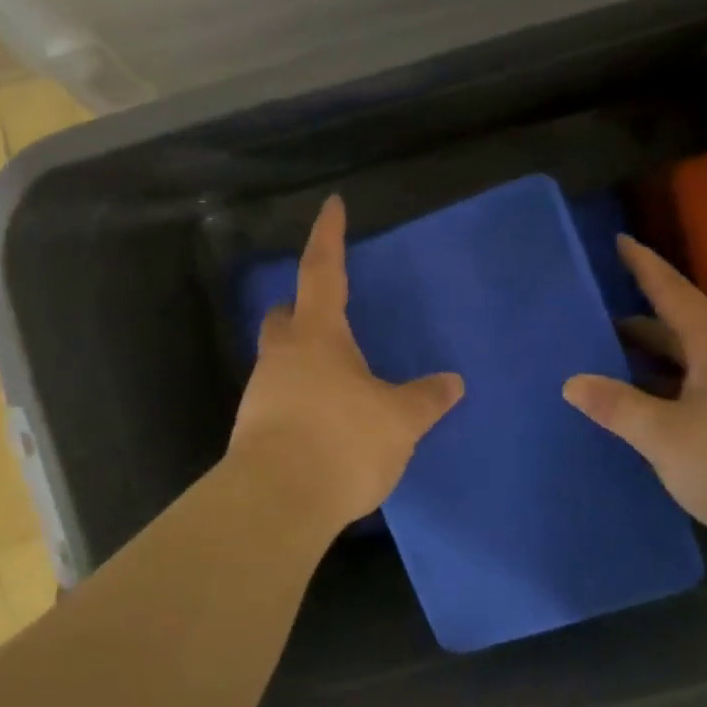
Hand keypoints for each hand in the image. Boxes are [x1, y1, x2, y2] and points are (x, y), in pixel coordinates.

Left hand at [227, 195, 463, 526]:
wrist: (277, 502)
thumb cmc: (342, 441)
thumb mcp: (398, 420)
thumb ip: (425, 399)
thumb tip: (453, 382)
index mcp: (318, 335)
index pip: (322, 269)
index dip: (329, 235)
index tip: (331, 204)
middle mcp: (283, 354)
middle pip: (285, 315)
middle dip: (303, 308)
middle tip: (330, 317)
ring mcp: (261, 392)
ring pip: (280, 359)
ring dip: (303, 360)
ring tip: (339, 382)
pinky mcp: (253, 430)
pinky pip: (279, 399)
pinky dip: (300, 399)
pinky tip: (323, 423)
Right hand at [563, 235, 706, 552]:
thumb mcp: (668, 438)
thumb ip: (619, 407)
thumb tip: (572, 382)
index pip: (673, 293)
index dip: (644, 267)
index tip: (621, 241)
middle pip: (683, 326)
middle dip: (641, 320)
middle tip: (597, 318)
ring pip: (696, 359)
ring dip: (658, 357)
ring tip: (617, 361)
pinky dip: (676, 384)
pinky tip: (658, 406)